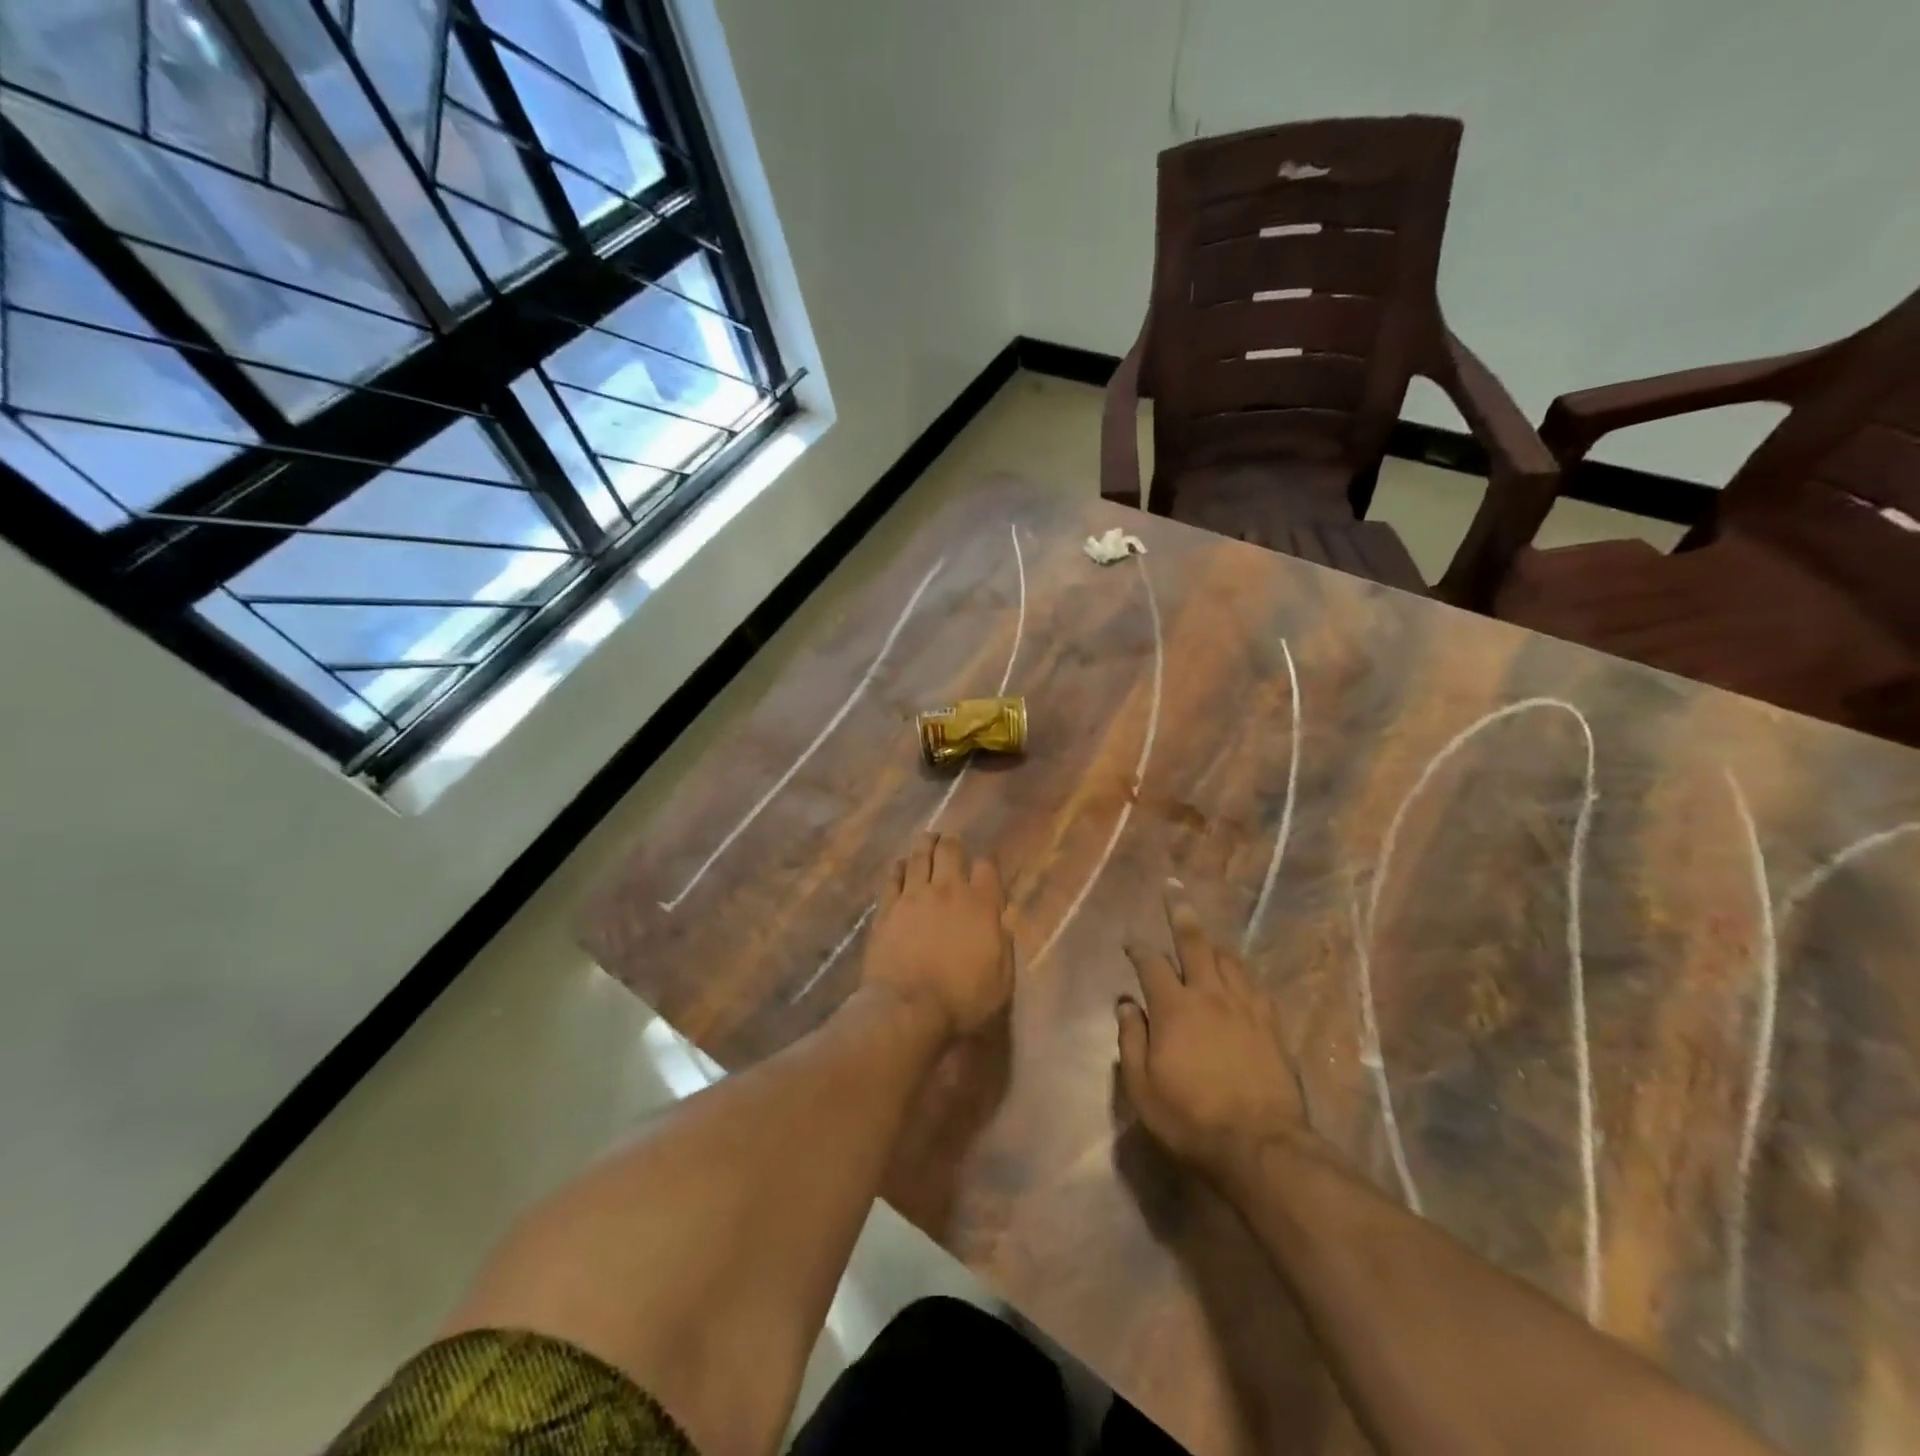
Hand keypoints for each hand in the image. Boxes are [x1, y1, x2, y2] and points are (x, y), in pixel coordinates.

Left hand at [862, 833, 1013, 1039]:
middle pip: (950, 851)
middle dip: (952, 843)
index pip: (987, 868)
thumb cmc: (962, 1000)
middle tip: (951, 842)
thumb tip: (1000, 923)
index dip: (986, 864)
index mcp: (981, 905)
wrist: (908, 1008)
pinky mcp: (887, 907)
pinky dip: (899, 867)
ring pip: (919, 856)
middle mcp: (948, 891)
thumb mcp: (1001, 980)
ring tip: (927, 840)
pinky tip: (901, 865)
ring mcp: (914, 896)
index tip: (984, 869)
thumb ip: (1003, 946)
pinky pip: (893, 877)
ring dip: (925, 845)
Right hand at [1117, 885, 1307, 1180]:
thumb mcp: (1143, 1087)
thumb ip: (1131, 1040)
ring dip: (1213, 942)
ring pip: (1229, 959)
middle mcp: (1209, 995)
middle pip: (1194, 944)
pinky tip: (1240, 972)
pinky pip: (1255, 984)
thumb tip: (1125, 1004)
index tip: (1130, 942)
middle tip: (1175, 891)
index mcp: (1174, 1008)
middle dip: (1181, 916)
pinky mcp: (1270, 1025)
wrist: (1260, 1145)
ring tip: (1206, 933)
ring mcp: (1244, 1007)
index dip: (1138, 949)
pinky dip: (1242, 971)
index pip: (1151, 964)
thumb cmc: (1191, 1119)